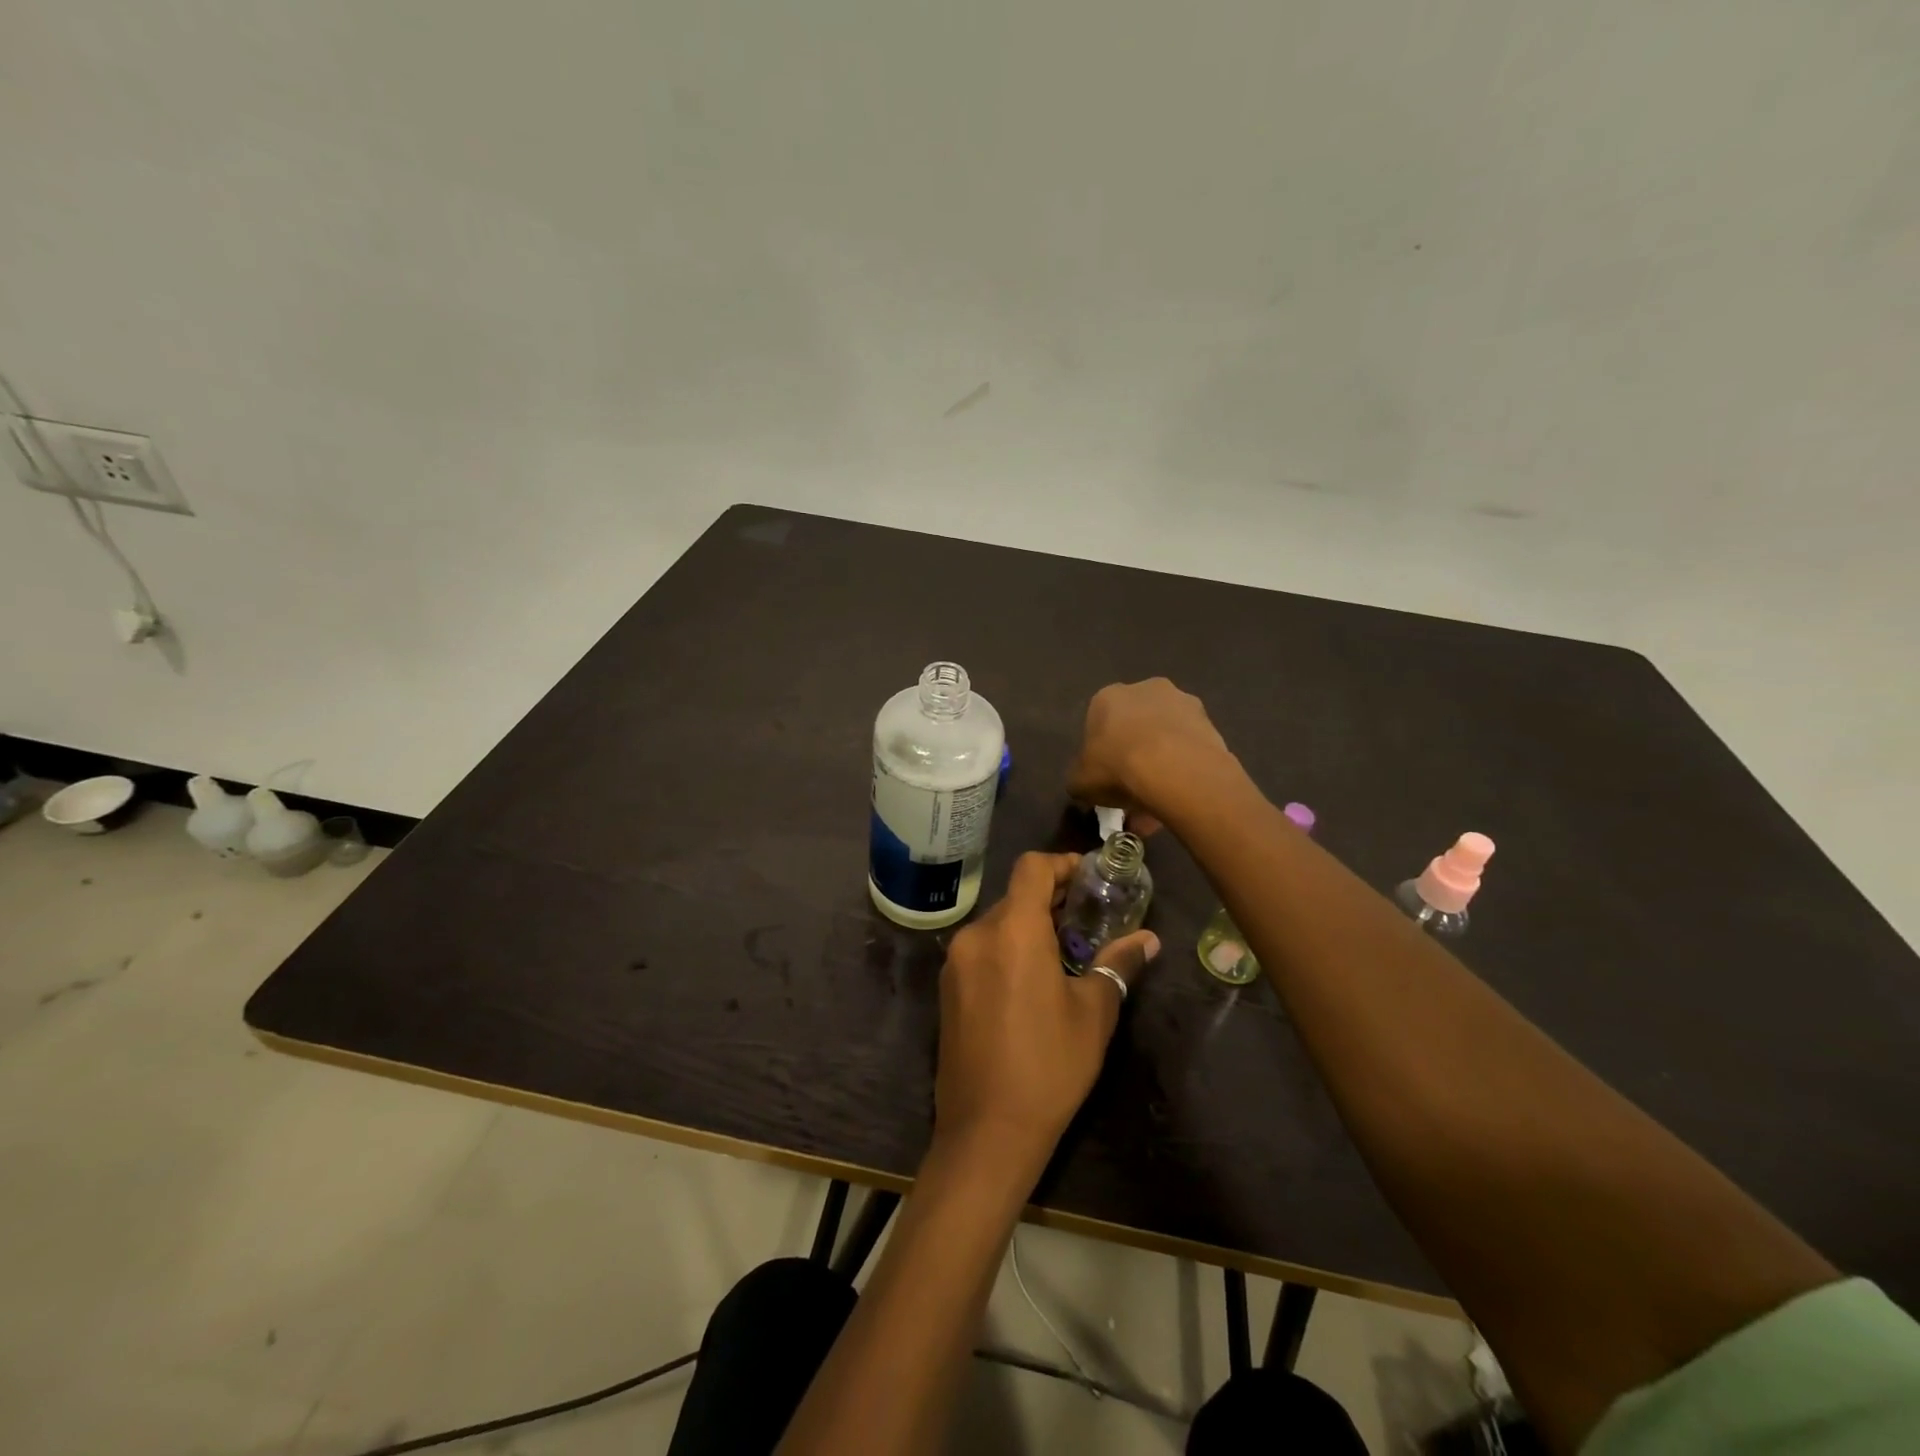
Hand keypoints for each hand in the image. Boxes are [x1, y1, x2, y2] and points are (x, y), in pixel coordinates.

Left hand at [933, 852, 1160, 1178]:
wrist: (986, 1131)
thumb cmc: (1049, 1066)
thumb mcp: (1093, 1013)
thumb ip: (1117, 965)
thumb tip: (1147, 940)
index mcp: (1012, 930)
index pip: (1032, 868)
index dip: (1062, 864)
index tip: (1090, 878)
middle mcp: (976, 935)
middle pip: (1015, 896)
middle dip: (1051, 900)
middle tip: (1089, 919)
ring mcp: (955, 962)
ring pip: (997, 924)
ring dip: (1029, 927)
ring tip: (1066, 952)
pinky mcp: (947, 988)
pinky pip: (982, 950)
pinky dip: (1008, 949)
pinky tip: (1033, 980)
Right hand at [1067, 679, 1231, 833]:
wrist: (1175, 769)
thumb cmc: (1117, 767)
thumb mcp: (1079, 781)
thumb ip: (1080, 779)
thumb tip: (1085, 784)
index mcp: (1108, 697)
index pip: (1099, 723)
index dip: (1101, 754)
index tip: (1105, 778)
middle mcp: (1146, 689)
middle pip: (1135, 727)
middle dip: (1134, 757)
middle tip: (1133, 792)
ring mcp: (1183, 703)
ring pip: (1166, 739)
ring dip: (1161, 766)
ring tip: (1158, 805)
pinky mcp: (1211, 723)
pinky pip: (1189, 750)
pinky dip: (1183, 772)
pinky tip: (1178, 799)